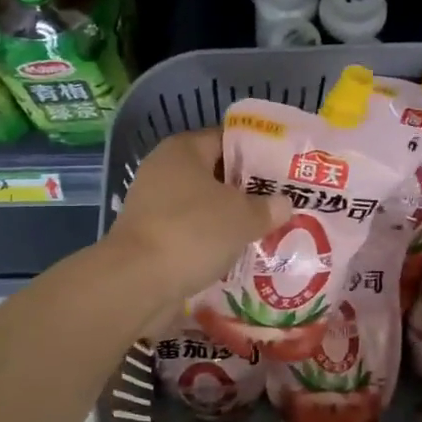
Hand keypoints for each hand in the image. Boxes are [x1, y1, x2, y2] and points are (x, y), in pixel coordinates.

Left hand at [106, 128, 286, 305]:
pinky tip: (237, 257)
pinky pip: (190, 234)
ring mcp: (153, 206)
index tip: (284, 171)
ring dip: (229, 221)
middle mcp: (163, 171)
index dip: (257, 153)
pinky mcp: (150, 239)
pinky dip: (210, 243)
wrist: (137, 282)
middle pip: (214, 175)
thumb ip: (266, 208)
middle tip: (280, 205)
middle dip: (246, 192)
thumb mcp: (242, 217)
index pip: (226, 140)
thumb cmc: (192, 232)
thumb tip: (283, 204)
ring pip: (202, 208)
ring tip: (265, 232)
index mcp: (183, 150)